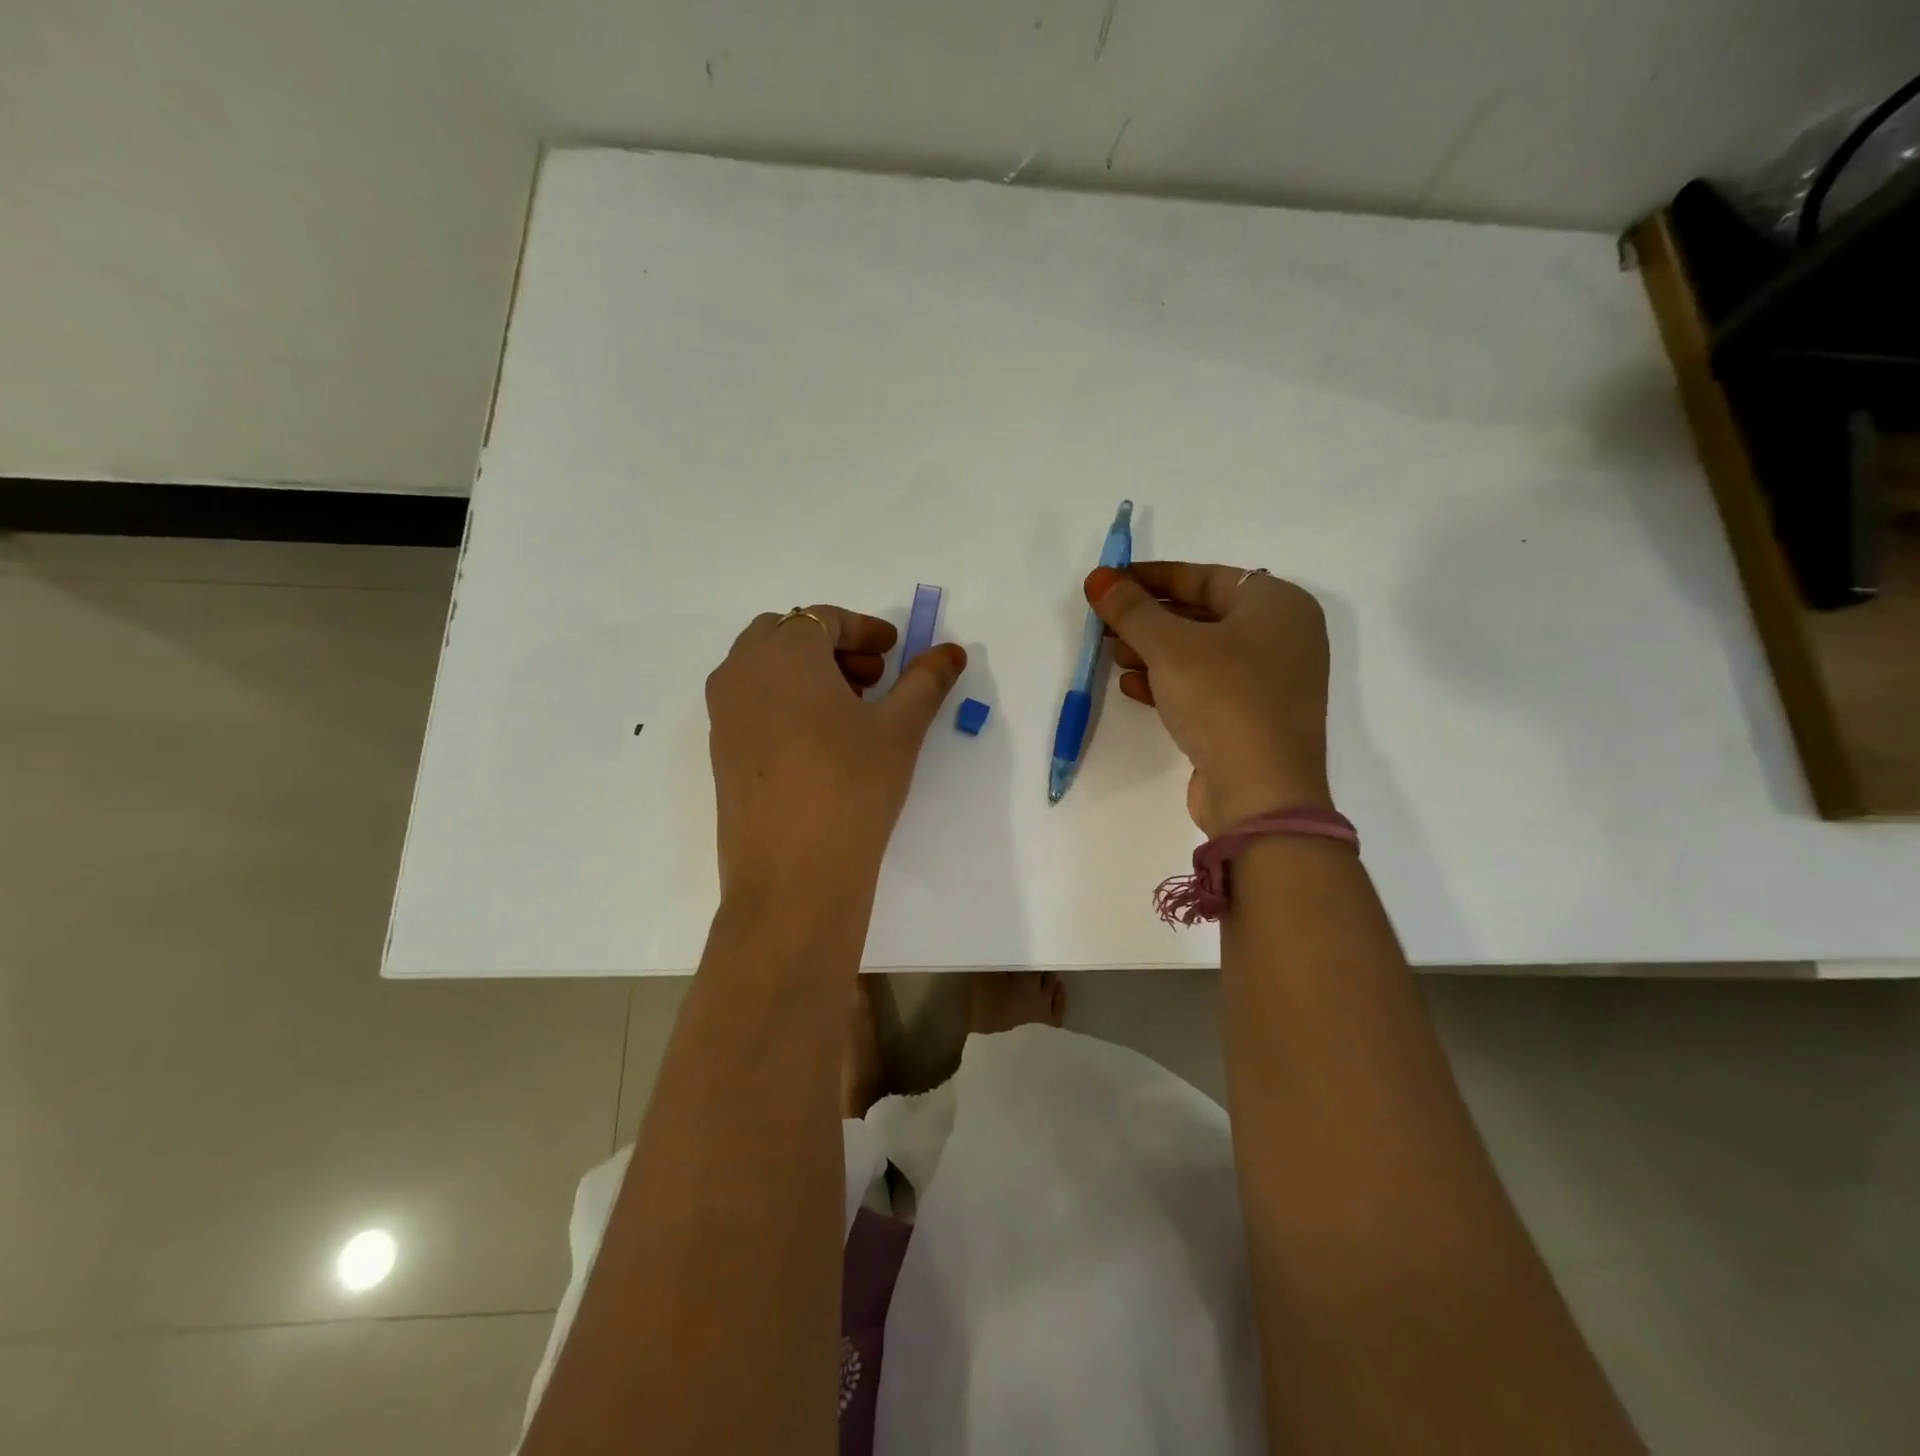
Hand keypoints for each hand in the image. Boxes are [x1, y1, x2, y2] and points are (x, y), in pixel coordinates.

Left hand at [705, 605, 966, 902]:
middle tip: (873, 678)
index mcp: (783, 653)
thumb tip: (951, 652)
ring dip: (807, 672)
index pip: (823, 618)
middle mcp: (741, 672)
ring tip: (850, 710)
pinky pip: (751, 701)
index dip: (864, 629)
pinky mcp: (719, 750)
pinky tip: (819, 741)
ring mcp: (722, 712)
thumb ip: (925, 682)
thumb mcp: (899, 729)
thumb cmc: (852, 787)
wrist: (792, 874)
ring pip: (764, 668)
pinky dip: (784, 700)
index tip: (894, 651)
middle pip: (786, 635)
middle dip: (832, 646)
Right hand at [1086, 562, 1331, 834]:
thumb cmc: (1223, 699)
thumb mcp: (1170, 646)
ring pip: (1201, 653)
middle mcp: (1282, 637)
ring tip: (1111, 653)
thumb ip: (1131, 609)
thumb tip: (1098, 577)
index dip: (1153, 577)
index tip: (1111, 582)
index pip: (1205, 577)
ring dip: (1153, 651)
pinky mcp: (1253, 718)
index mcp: (1278, 605)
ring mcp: (1270, 681)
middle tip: (1105, 622)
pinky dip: (1169, 682)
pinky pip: (1206, 686)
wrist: (1261, 792)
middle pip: (1202, 614)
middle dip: (1149, 618)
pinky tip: (1131, 686)